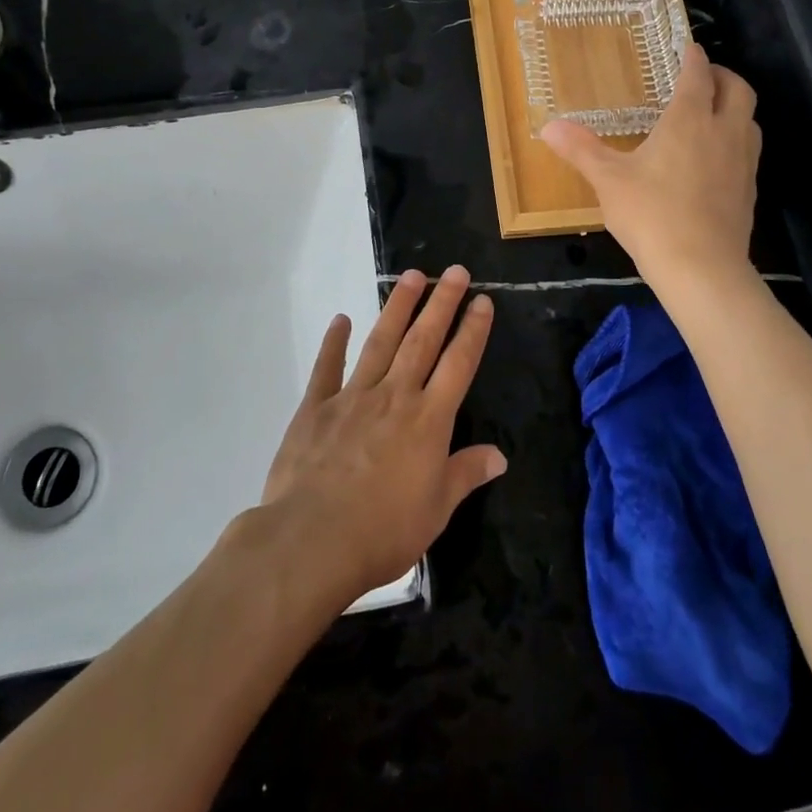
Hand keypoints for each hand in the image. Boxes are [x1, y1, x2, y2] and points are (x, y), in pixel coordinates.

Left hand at [260, 266, 505, 600]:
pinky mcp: (316, 407)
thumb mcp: (437, 510)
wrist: (312, 541)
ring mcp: (353, 396)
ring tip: (411, 276)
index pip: (458, 364)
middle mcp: (395, 396)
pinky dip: (334, 342)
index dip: (473, 330)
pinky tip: (340, 319)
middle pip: (423, 340)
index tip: (482, 300)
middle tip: (454, 270)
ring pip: (381, 342)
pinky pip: (327, 367)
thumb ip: (466, 474)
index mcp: (428, 420)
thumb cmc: (383, 531)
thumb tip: (499, 455)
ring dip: (397, 307)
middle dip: (441, 303)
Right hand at [540, 42, 761, 285]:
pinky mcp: (748, 190)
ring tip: (710, 113)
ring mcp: (743, 162)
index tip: (687, 46)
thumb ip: (581, 149)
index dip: (693, 57)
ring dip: (734, 107)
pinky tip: (714, 158)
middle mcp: (723, 132)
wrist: (702, 268)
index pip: (698, 75)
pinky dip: (735, 139)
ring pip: (750, 119)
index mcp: (689, 120)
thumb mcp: (608, 180)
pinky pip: (748, 150)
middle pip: (738, 89)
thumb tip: (549, 126)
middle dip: (723, 75)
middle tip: (702, 76)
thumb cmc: (652, 214)